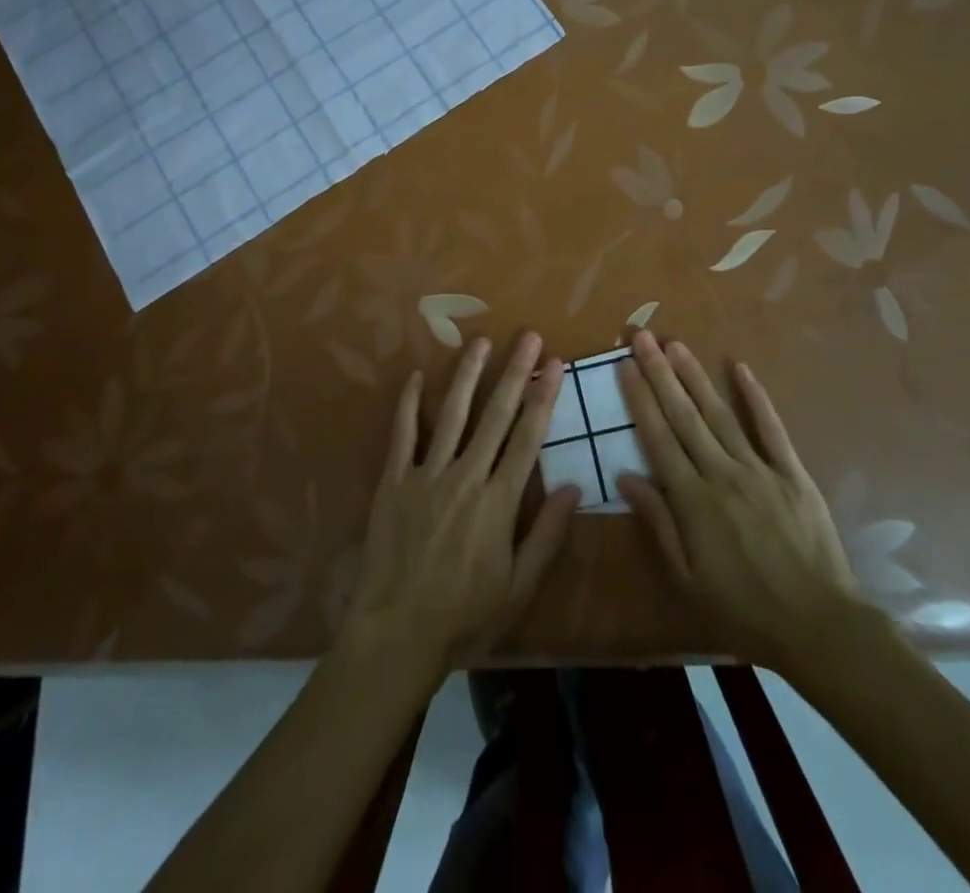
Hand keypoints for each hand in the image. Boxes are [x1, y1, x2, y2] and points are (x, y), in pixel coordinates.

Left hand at [341, 333, 580, 681]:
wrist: (397, 632)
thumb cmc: (465, 616)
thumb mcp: (518, 587)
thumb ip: (546, 534)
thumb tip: (575, 486)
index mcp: (499, 501)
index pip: (527, 438)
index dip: (543, 398)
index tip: (555, 364)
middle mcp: (466, 476)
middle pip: (495, 415)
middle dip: (514, 372)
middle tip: (528, 336)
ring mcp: (426, 474)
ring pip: (453, 414)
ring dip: (469, 375)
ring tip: (481, 341)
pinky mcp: (394, 481)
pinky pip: (403, 434)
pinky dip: (410, 404)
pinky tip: (418, 376)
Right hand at [615, 331, 869, 673]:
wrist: (819, 627)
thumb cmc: (743, 609)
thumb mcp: (688, 578)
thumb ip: (658, 522)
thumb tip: (627, 476)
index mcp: (693, 499)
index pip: (658, 437)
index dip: (639, 399)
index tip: (625, 366)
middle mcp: (722, 473)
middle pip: (684, 415)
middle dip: (660, 373)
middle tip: (642, 337)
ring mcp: (760, 469)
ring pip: (720, 414)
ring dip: (695, 376)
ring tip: (676, 345)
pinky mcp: (793, 473)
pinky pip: (771, 429)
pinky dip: (756, 397)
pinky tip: (740, 368)